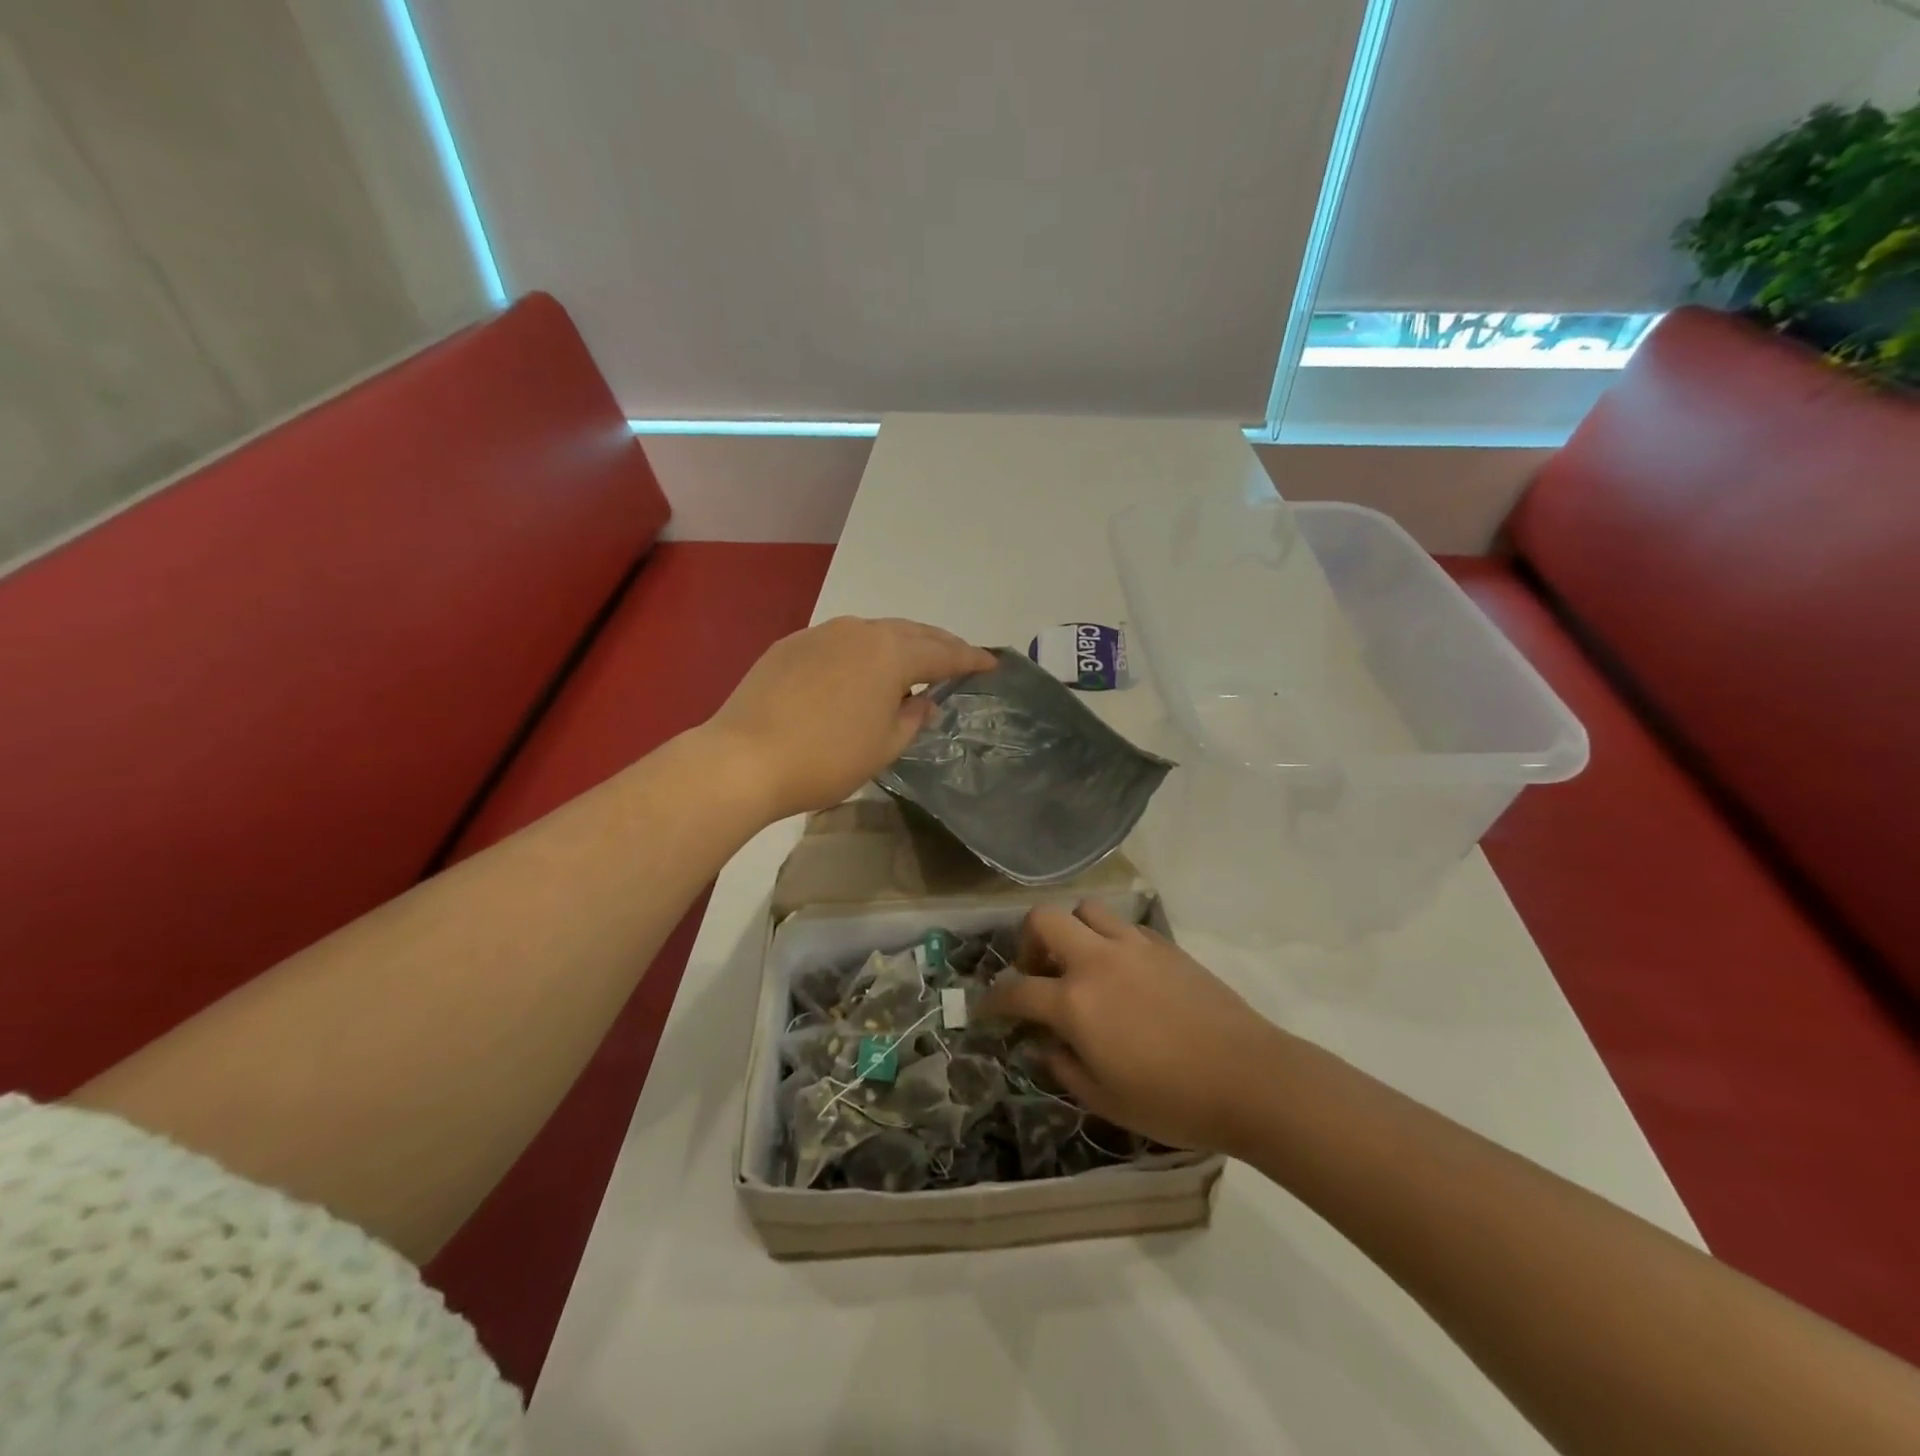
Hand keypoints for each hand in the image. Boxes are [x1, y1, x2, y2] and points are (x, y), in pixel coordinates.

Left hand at [703, 617, 995, 821]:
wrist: (743, 758)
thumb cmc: (826, 759)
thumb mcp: (884, 747)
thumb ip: (912, 718)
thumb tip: (924, 700)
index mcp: (890, 653)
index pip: (943, 654)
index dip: (970, 660)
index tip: (992, 664)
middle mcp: (859, 631)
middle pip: (911, 632)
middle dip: (939, 644)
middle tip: (959, 657)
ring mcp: (821, 634)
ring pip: (874, 632)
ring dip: (900, 644)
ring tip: (913, 662)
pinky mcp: (791, 645)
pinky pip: (841, 641)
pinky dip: (863, 651)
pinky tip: (860, 671)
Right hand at [979, 900, 1291, 1155]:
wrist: (1249, 1079)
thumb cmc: (1173, 1100)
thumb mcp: (1105, 1100)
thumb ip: (1064, 1068)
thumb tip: (1044, 1046)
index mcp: (1075, 1002)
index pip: (1016, 989)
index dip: (993, 1000)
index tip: (986, 1009)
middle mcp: (1097, 961)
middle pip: (1044, 920)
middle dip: (1028, 942)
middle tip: (1038, 973)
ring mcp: (1133, 947)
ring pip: (1087, 910)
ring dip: (1073, 931)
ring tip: (1081, 964)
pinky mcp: (1165, 945)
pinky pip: (1125, 927)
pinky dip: (1111, 941)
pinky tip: (1124, 974)